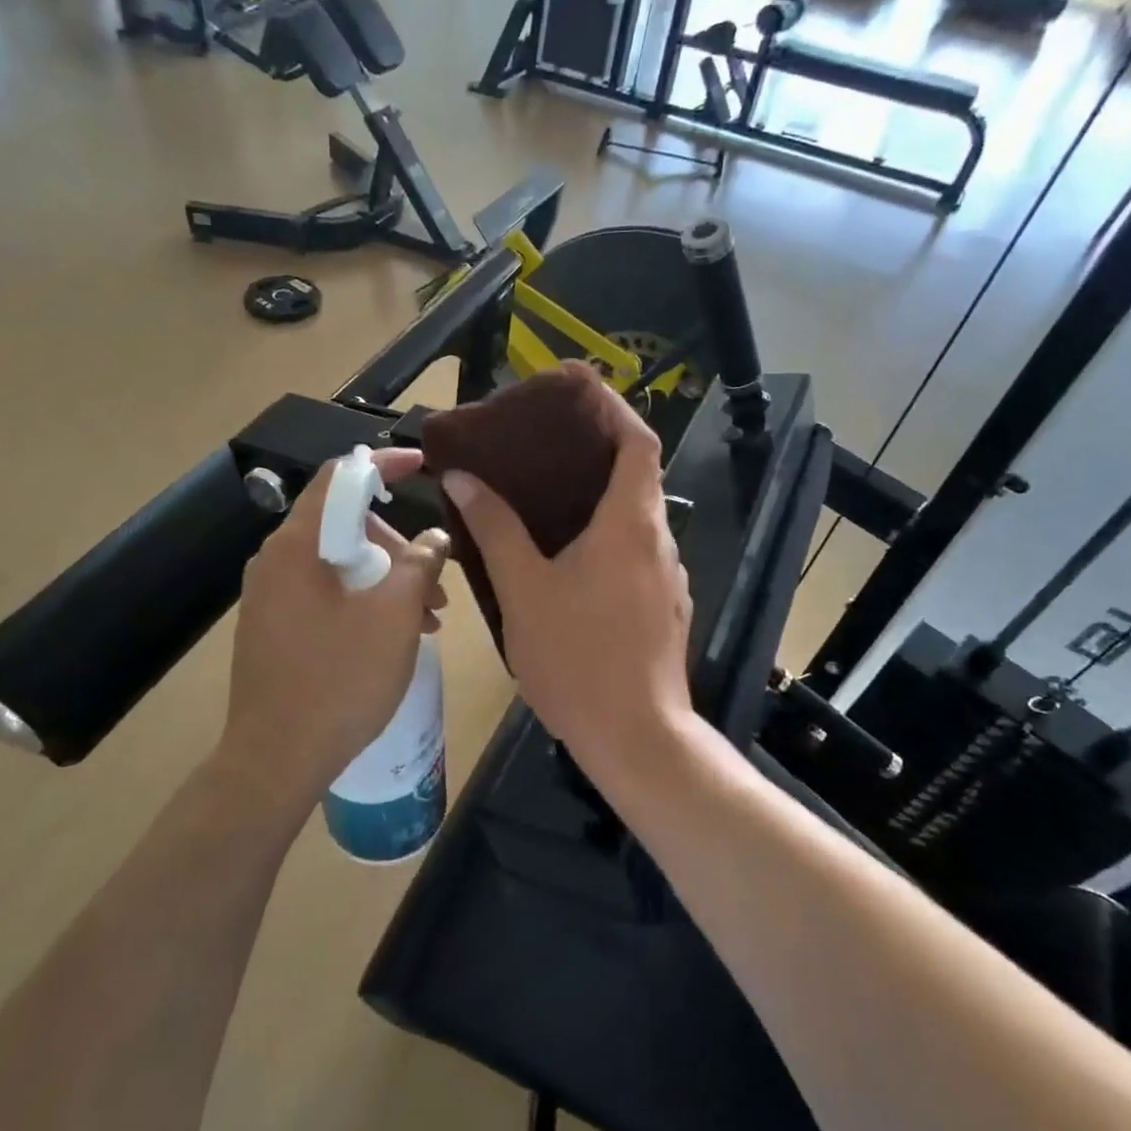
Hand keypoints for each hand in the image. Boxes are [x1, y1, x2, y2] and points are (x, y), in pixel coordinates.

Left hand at [216, 449, 449, 822]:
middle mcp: (275, 561)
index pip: (340, 477)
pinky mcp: (275, 627)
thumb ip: (420, 564)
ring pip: (340, 564)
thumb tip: (435, 538)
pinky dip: (364, 601)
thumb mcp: (394, 617)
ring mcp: (271, 596)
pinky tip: (396, 635)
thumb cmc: (339, 681)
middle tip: (435, 582)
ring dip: (387, 579)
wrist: (274, 761)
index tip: (423, 464)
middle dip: (397, 545)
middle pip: (345, 525)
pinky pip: (326, 593)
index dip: (383, 462)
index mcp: (297, 546)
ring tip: (429, 617)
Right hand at [441, 386, 691, 779]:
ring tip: (545, 498)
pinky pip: (635, 553)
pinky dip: (605, 537)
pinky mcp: (664, 607)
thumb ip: (495, 528)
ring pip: (635, 519)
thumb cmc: (576, 657)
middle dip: (596, 453)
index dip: (614, 410)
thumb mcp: (523, 590)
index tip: (580, 392)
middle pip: (637, 476)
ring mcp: (668, 577)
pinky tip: (566, 558)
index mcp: (629, 524)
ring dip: (599, 499)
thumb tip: (462, 477)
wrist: (635, 738)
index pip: (638, 442)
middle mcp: (659, 541)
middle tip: (543, 446)